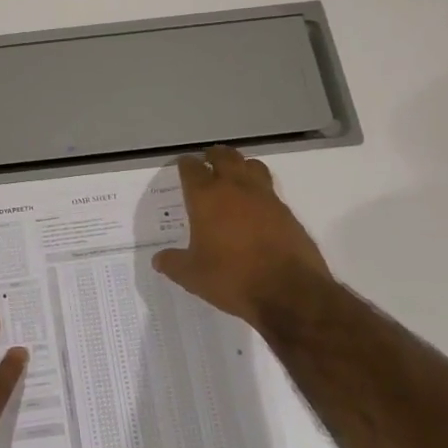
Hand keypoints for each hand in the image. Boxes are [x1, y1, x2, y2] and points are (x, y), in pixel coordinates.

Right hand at [152, 146, 333, 328]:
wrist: (289, 291)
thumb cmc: (232, 278)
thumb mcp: (193, 276)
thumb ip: (173, 263)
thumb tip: (158, 259)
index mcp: (206, 198)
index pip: (192, 169)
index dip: (185, 165)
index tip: (182, 165)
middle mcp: (235, 189)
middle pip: (224, 157)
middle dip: (214, 156)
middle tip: (208, 160)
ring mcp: (265, 197)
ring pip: (251, 166)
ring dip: (240, 165)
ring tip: (234, 174)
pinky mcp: (286, 211)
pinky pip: (269, 188)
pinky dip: (259, 188)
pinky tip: (256, 205)